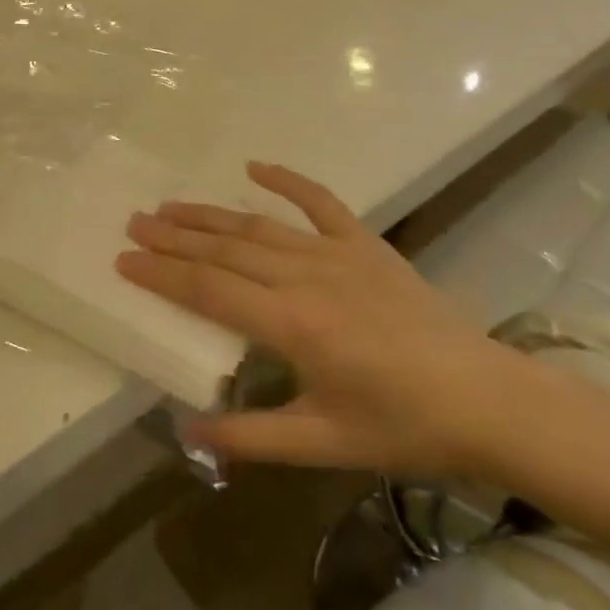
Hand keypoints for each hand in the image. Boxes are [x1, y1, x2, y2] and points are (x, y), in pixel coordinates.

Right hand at [117, 162, 538, 480]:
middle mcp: (306, 277)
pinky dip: (288, 181)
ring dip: (211, 214)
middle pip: (225, 249)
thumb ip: (252, 436)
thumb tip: (187, 433)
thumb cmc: (402, 427)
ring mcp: (337, 254)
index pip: (208, 290)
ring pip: (259, 226)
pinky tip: (256, 167)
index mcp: (292, 324)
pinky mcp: (366, 245)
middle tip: (135, 223)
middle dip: (175, 236)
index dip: (162, 273)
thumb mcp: (323, 441)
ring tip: (170, 205)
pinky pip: (321, 203)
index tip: (124, 260)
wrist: (486, 399)